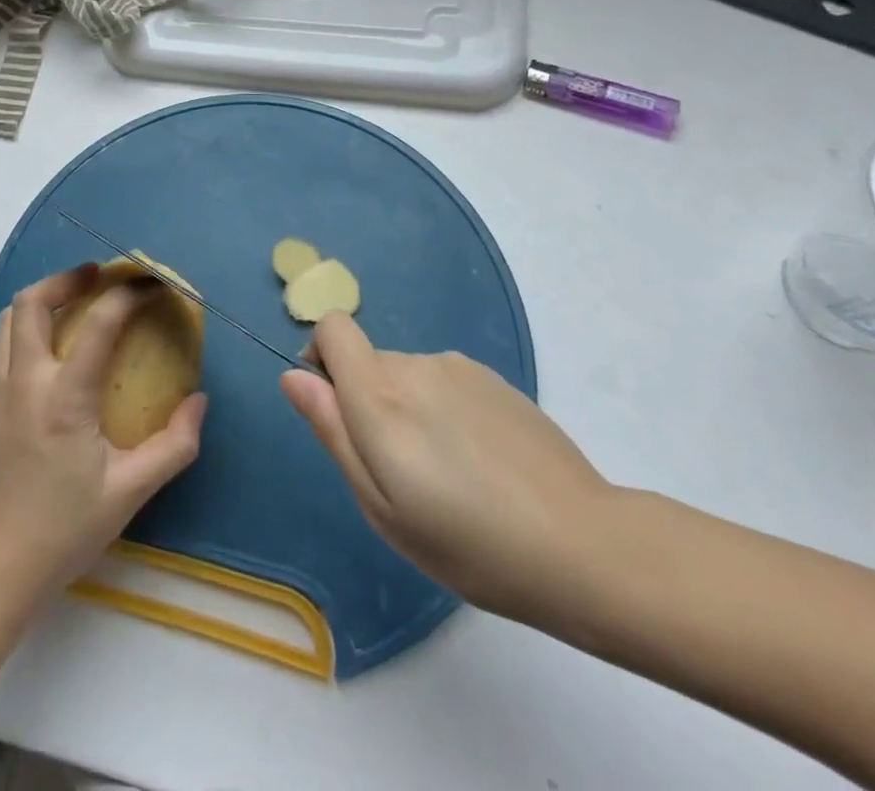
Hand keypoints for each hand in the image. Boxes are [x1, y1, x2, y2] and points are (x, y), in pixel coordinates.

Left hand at [0, 264, 206, 613]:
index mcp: (63, 398)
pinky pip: (5, 346)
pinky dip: (30, 328)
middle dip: (68, 278)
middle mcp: (25, 382)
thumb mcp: (130, 493)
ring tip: (76, 302)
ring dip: (44, 298)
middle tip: (100, 276)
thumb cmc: (64, 530)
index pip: (97, 323)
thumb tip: (199, 401)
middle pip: (32, 302)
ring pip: (11, 319)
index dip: (129, 294)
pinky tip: (55, 351)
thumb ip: (173, 446)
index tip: (153, 285)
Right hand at [280, 313, 617, 628]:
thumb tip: (293, 376)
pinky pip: (445, 382)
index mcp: (380, 395)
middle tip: (402, 474)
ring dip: (409, 409)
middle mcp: (416, 365)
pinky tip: (480, 463)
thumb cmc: (468, 543)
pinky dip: (444, 410)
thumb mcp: (381, 505)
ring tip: (448, 474)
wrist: (582, 545)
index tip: (337, 410)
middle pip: (369, 361)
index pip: (333, 328)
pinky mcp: (495, 379)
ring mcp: (460, 368)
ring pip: (408, 375)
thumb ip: (332, 430)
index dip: (321, 358)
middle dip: (368, 402)